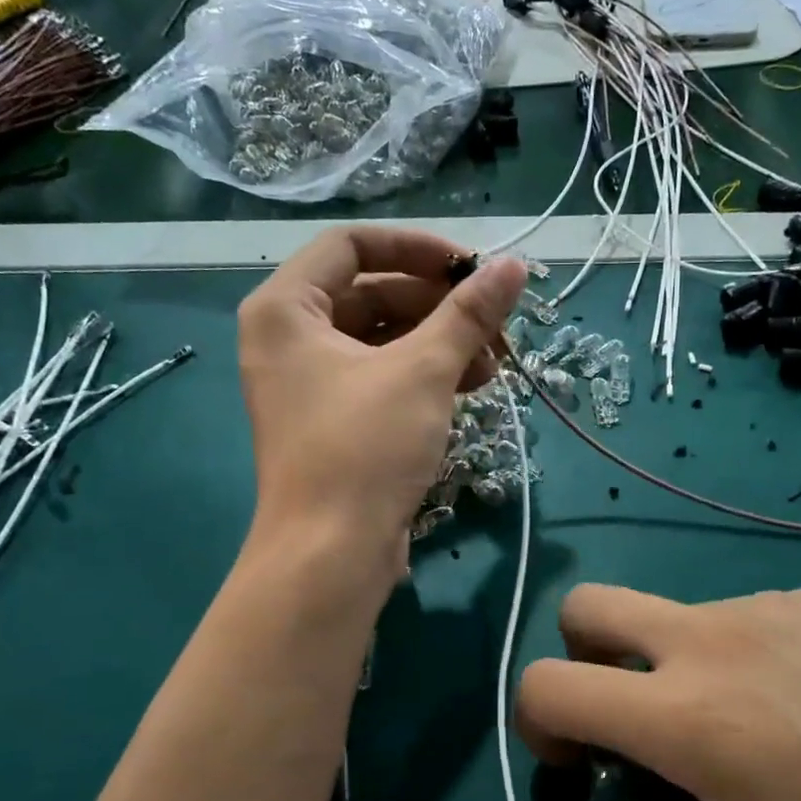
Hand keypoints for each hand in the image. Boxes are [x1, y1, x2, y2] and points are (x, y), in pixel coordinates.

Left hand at [238, 227, 526, 569]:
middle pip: (371, 292)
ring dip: (440, 342)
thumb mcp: (423, 371)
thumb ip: (469, 313)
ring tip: (494, 360)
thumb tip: (515, 266)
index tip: (471, 268)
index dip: (417, 248)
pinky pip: (381, 377)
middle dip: (438, 305)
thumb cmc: (365, 449)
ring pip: (382, 339)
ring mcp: (309, 383)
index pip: (352, 245)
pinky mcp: (333, 421)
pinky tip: (472, 385)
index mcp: (286, 309)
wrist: (331, 554)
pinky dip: (424, 375)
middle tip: (493, 321)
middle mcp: (289, 338)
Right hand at [517, 585, 800, 800]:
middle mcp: (710, 638)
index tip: (583, 765)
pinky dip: (738, 652)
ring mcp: (767, 605)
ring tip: (744, 727)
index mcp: (685, 713)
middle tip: (630, 718)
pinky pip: (742, 614)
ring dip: (670, 662)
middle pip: (587, 606)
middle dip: (581, 657)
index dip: (537, 724)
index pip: (548, 685)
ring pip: (671, 614)